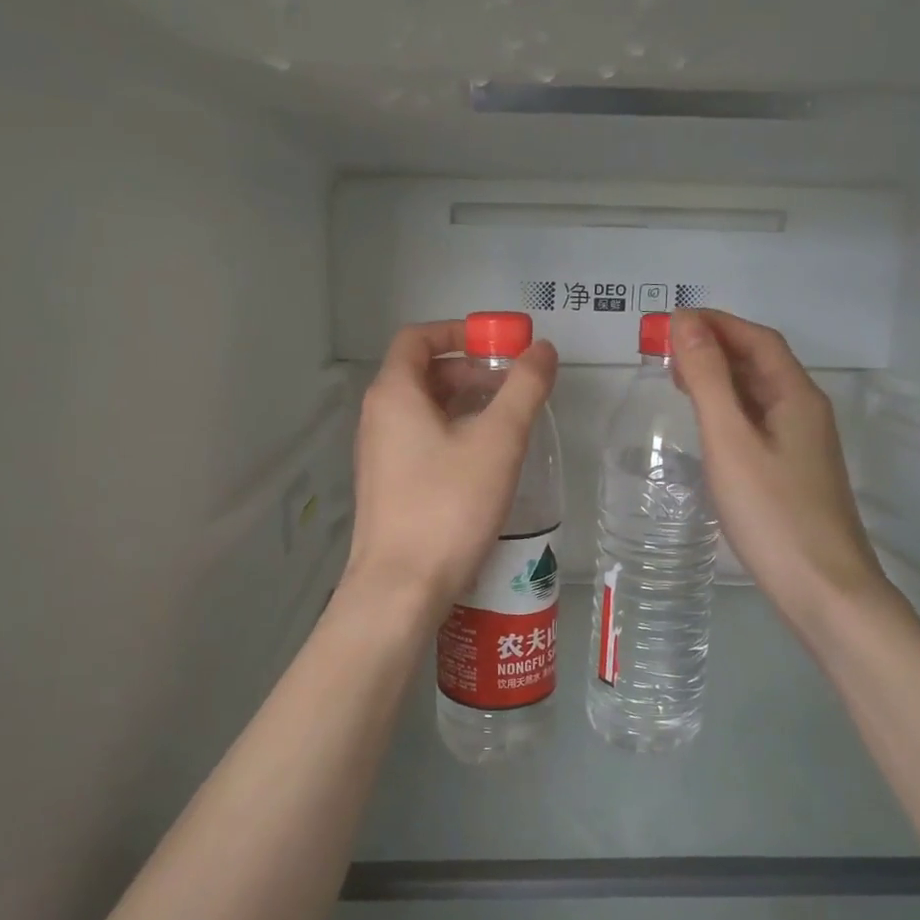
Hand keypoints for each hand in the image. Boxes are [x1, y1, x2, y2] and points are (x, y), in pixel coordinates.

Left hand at [345, 320, 558, 611]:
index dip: (459, 331)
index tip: (499, 344)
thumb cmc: (448, 506)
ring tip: (508, 421)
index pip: (418, 338)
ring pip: (422, 410)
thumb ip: (523, 389)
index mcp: (394, 394)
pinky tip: (485, 461)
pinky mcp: (388, 486)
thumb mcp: (497, 442)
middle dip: (469, 370)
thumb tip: (542, 349)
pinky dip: (452, 433)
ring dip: (464, 403)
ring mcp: (379, 454)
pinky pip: (420, 441)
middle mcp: (377, 417)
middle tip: (513, 386)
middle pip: (422, 373)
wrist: (400, 588)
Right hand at [671, 309, 886, 619]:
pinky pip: (759, 423)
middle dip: (715, 347)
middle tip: (665, 351)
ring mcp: (804, 445)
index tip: (670, 321)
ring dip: (721, 378)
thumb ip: (708, 380)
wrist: (824, 590)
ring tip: (678, 380)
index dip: (716, 323)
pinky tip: (708, 428)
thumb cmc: (773, 513)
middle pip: (761, 363)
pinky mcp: (795, 473)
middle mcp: (805, 412)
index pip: (757, 339)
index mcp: (796, 396)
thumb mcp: (731, 441)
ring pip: (759, 395)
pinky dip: (729, 410)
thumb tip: (686, 323)